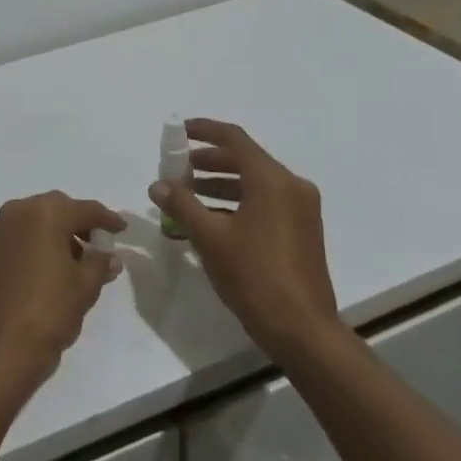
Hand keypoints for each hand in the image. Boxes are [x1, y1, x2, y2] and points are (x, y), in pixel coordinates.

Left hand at [0, 193, 125, 404]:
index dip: (107, 218)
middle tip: (97, 244)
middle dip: (78, 223)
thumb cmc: (47, 312)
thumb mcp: (84, 287)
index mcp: (45, 213)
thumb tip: (109, 256)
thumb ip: (100, 264)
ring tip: (74, 261)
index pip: (84, 209)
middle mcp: (17, 212)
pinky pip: (18, 237)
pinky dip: (35, 244)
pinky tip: (47, 269)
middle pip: (56, 209)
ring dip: (56, 234)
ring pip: (34, 221)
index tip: (121, 228)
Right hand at [150, 119, 338, 363]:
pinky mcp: (302, 231)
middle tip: (177, 169)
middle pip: (244, 160)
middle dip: (208, 162)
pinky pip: (264, 203)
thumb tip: (158, 185)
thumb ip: (181, 205)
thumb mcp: (210, 238)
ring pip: (254, 184)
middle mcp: (291, 186)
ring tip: (187, 197)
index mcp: (272, 180)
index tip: (179, 131)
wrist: (302, 330)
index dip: (204, 130)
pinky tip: (210, 222)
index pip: (234, 139)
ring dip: (220, 185)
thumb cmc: (254, 276)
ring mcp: (300, 209)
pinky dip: (237, 204)